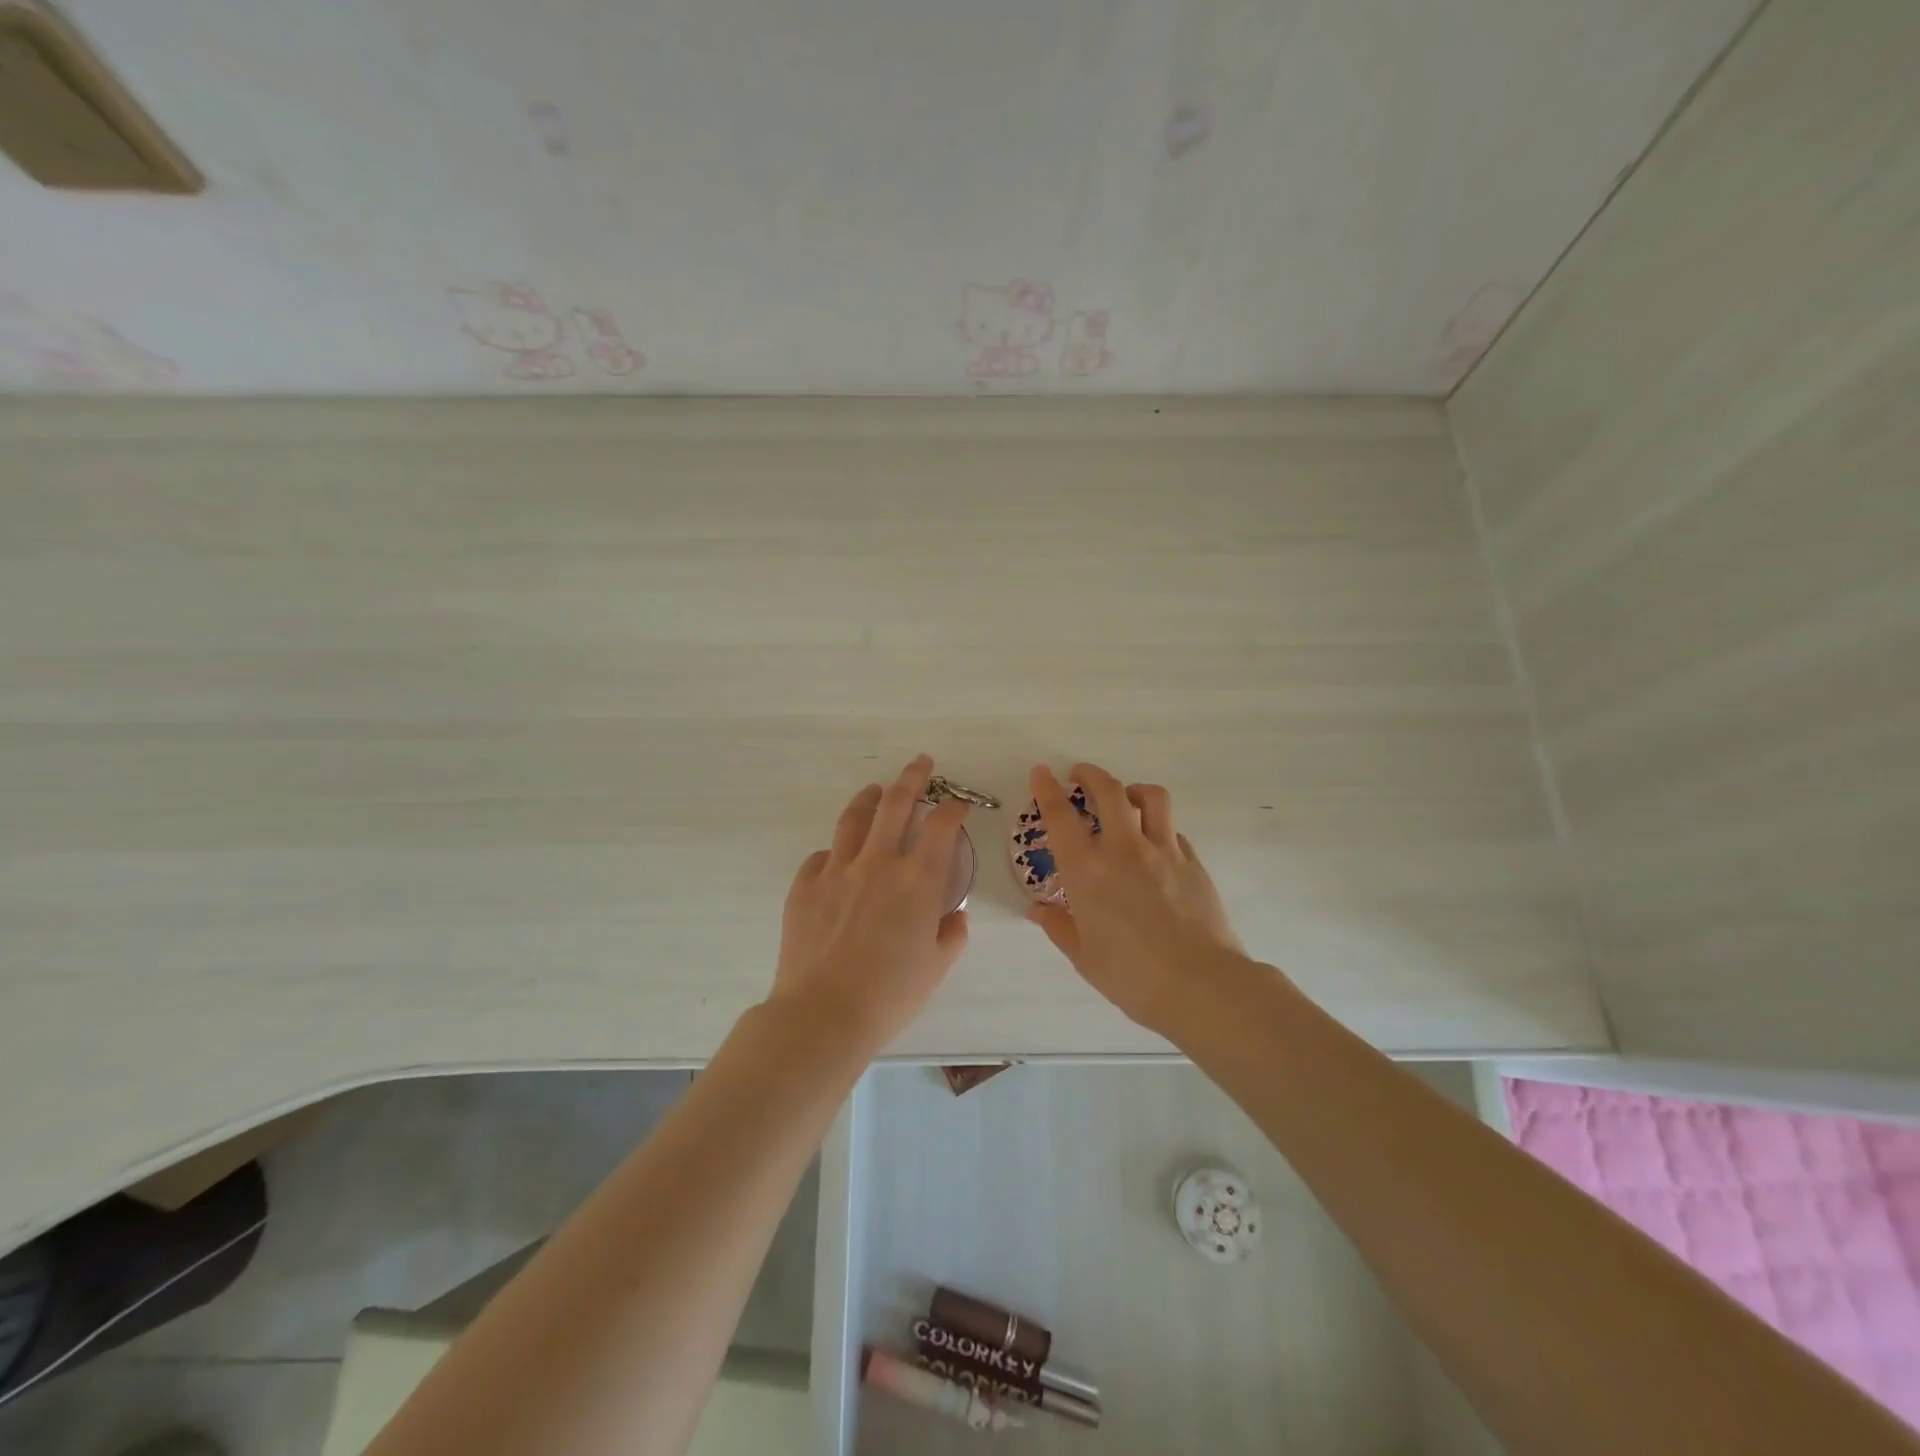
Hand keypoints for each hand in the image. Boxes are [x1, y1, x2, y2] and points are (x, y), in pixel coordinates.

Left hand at [770, 755, 970, 1055]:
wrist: (823, 1014)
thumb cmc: (890, 995)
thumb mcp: (936, 968)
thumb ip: (951, 934)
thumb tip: (954, 915)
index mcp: (917, 880)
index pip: (942, 826)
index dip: (954, 807)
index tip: (959, 804)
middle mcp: (878, 863)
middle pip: (896, 803)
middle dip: (913, 777)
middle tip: (921, 763)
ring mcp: (837, 870)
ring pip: (854, 818)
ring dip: (869, 798)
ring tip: (876, 790)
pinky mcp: (805, 885)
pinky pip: (821, 856)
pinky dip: (834, 852)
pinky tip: (837, 858)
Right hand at [1026, 763, 1246, 1035]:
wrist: (1202, 985)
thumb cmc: (1132, 977)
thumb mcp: (1084, 957)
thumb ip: (1059, 927)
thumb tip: (1039, 910)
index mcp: (1087, 871)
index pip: (1060, 816)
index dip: (1047, 789)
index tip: (1041, 773)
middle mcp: (1123, 849)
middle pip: (1108, 790)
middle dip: (1090, 774)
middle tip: (1080, 775)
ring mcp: (1164, 851)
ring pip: (1151, 797)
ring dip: (1132, 789)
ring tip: (1125, 797)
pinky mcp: (1193, 862)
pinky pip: (1173, 831)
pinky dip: (1159, 827)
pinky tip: (1155, 847)